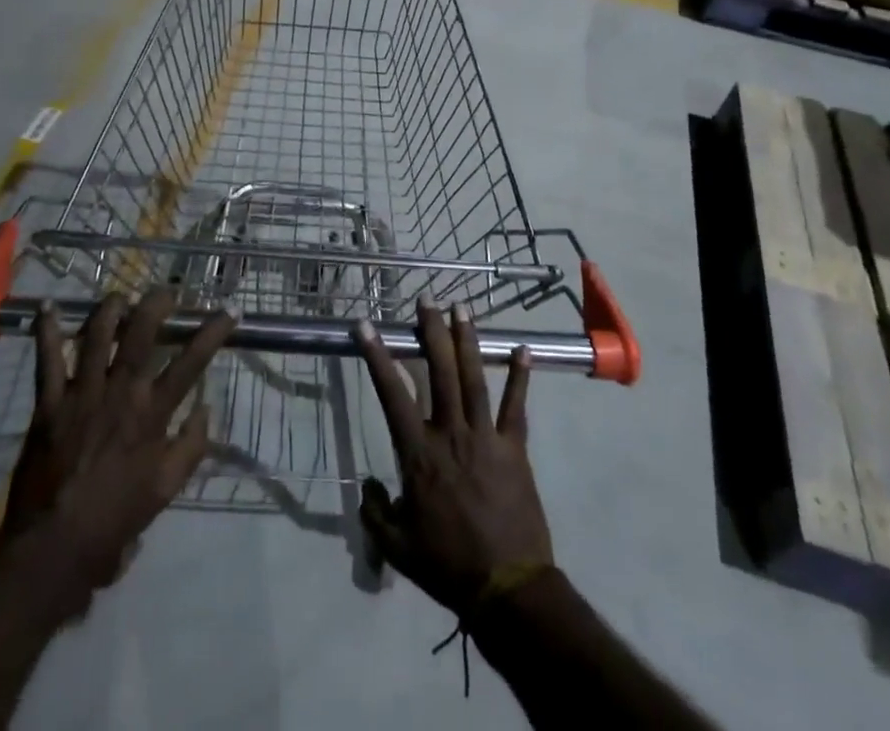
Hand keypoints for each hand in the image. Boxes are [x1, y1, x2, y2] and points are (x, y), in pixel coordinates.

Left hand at [0, 290, 234, 611]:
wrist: (54, 546)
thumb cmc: (115, 519)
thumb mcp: (167, 490)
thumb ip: (191, 446)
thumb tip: (207, 407)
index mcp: (152, 414)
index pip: (191, 363)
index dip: (212, 333)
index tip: (229, 312)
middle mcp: (120, 394)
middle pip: (141, 334)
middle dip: (156, 305)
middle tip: (166, 291)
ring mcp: (82, 394)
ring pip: (97, 336)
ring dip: (109, 309)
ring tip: (119, 296)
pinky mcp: (49, 404)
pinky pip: (47, 360)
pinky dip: (45, 332)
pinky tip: (45, 308)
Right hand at [353, 300, 552, 613]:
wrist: (507, 589)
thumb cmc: (446, 565)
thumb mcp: (396, 546)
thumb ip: (375, 512)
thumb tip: (367, 485)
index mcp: (418, 452)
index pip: (391, 393)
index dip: (377, 356)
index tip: (366, 325)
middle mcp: (450, 433)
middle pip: (439, 371)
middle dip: (430, 331)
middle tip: (426, 300)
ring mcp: (485, 437)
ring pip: (474, 378)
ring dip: (468, 340)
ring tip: (462, 309)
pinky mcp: (514, 448)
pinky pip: (516, 407)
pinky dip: (520, 377)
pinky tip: (523, 350)